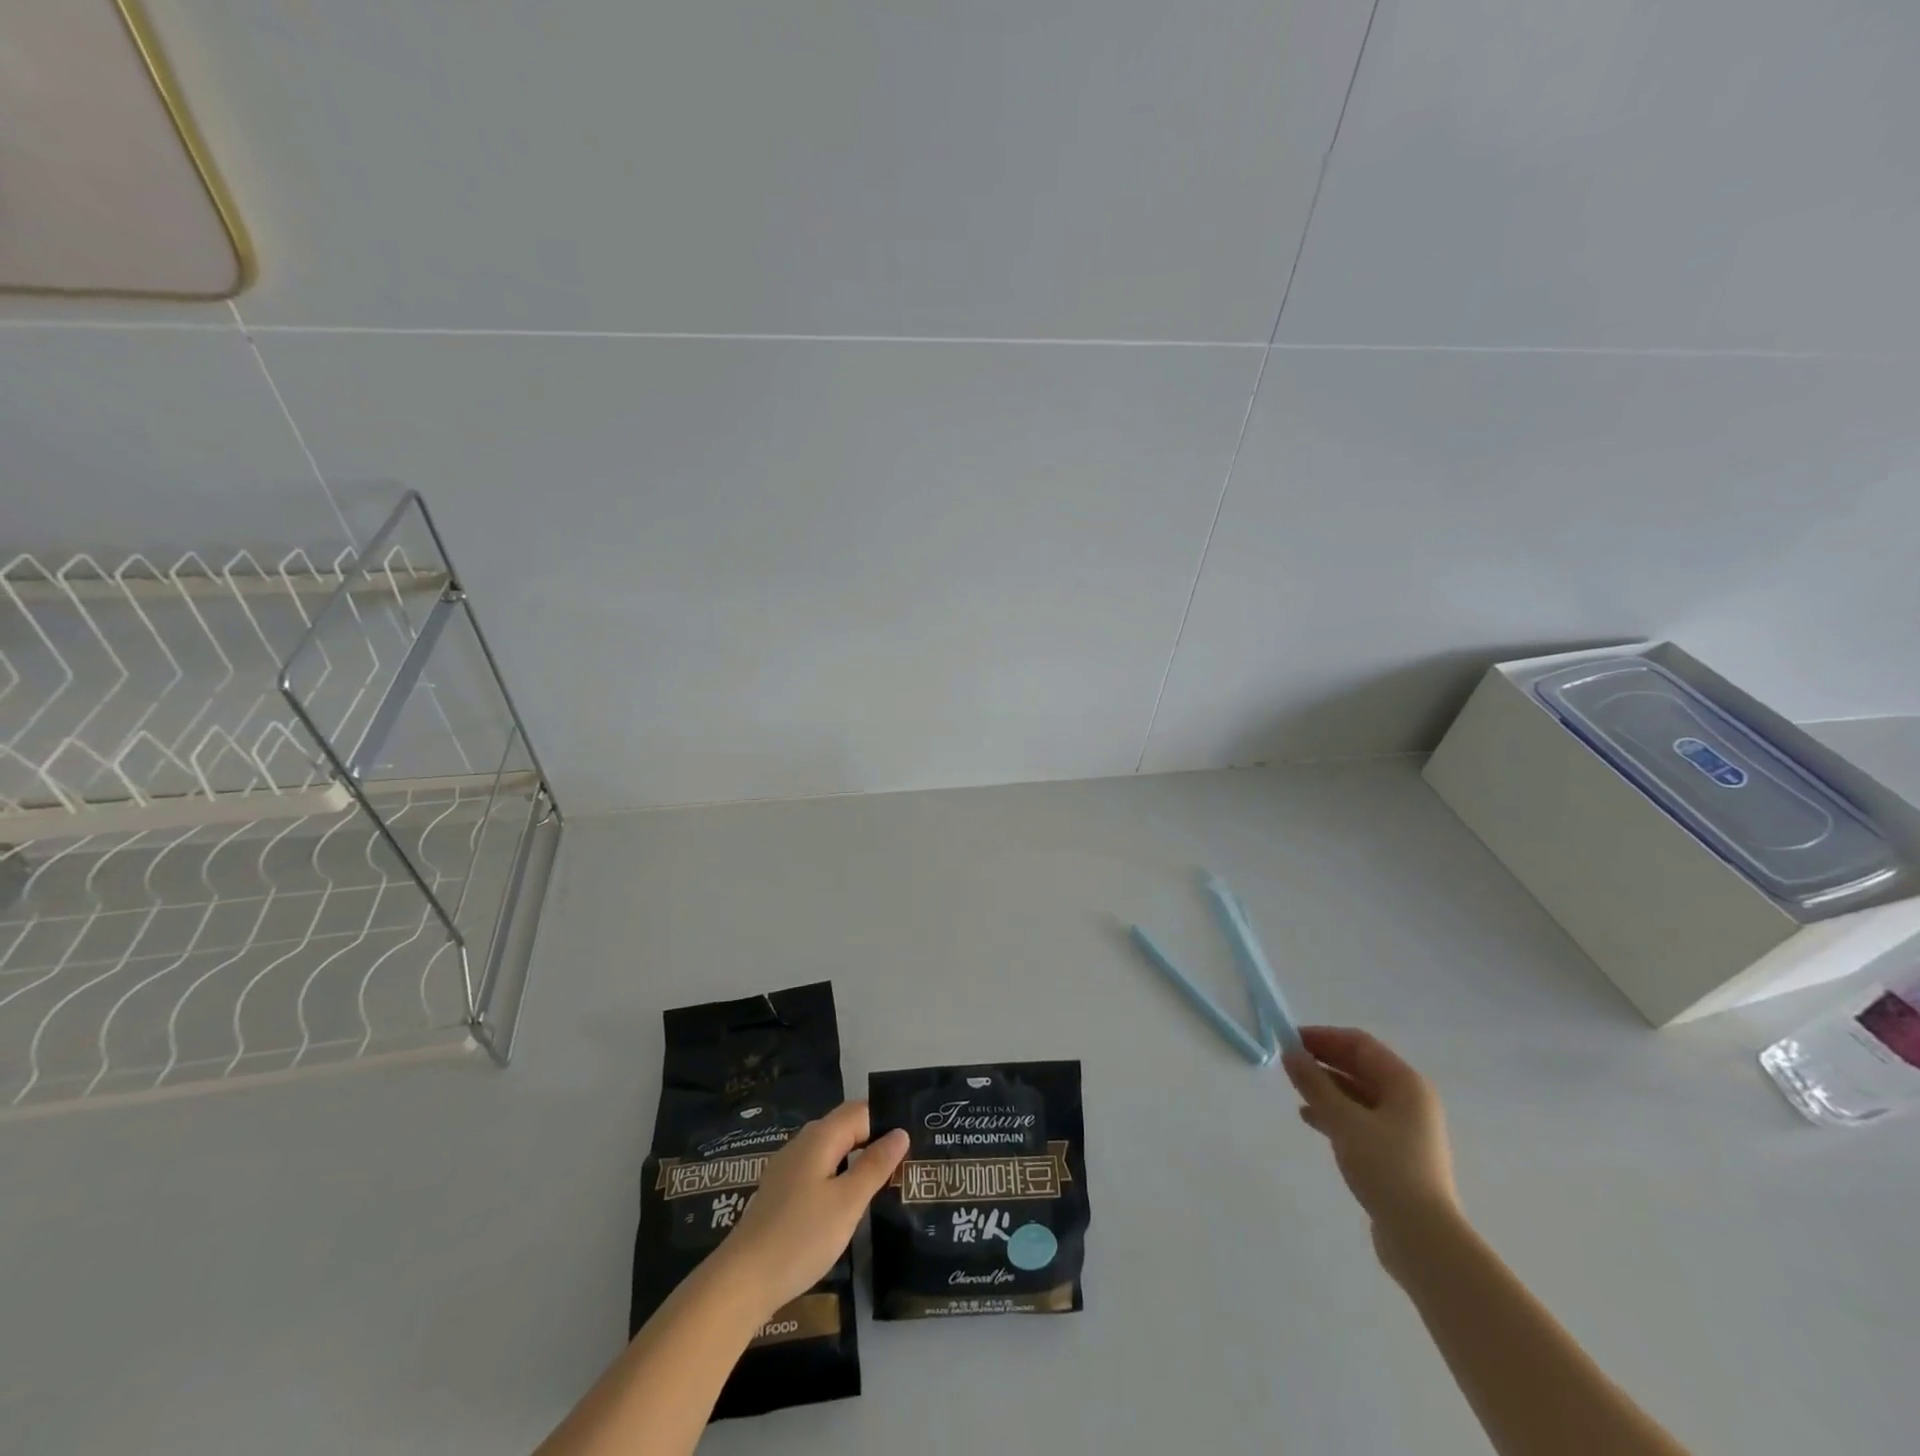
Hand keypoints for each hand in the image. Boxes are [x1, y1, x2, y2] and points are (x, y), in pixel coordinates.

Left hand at [710, 1101, 908, 1315]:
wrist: (742, 1281)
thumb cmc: (802, 1236)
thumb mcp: (848, 1202)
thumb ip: (875, 1165)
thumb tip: (900, 1132)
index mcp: (820, 1137)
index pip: (861, 1111)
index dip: (886, 1122)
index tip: (912, 1146)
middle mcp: (802, 1143)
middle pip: (845, 1127)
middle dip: (874, 1140)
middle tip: (903, 1165)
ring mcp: (788, 1167)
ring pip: (831, 1150)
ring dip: (856, 1160)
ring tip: (882, 1184)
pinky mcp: (780, 1191)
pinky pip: (818, 1169)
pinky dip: (838, 1177)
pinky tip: (847, 1203)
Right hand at [1284, 1026, 1459, 1271]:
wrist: (1422, 1238)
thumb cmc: (1386, 1167)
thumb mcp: (1343, 1120)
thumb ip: (1314, 1083)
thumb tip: (1291, 1053)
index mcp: (1406, 1084)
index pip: (1360, 1044)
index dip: (1324, 1037)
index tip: (1290, 1040)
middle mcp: (1410, 1100)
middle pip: (1361, 1067)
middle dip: (1324, 1061)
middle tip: (1289, 1063)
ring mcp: (1405, 1128)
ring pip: (1359, 1094)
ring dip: (1327, 1087)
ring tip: (1295, 1089)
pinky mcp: (1396, 1153)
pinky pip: (1361, 1119)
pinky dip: (1335, 1113)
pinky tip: (1310, 1119)